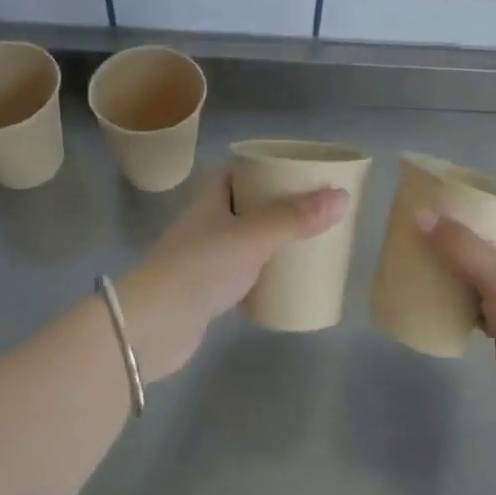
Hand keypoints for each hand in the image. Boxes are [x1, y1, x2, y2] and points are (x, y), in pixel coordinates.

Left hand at [118, 171, 349, 380]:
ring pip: (247, 241)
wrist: (153, 326)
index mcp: (212, 198)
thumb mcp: (254, 236)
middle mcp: (207, 223)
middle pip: (247, 206)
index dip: (266, 168)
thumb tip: (342, 197)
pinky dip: (266, 275)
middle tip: (316, 210)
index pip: (239, 172)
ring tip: (310, 243)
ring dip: (274, 241)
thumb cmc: (201, 267)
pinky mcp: (208, 292)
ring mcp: (206, 258)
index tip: (300, 172)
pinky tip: (288, 282)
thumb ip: (296, 218)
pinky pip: (245, 274)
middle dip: (279, 207)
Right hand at [416, 214, 495, 444]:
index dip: (467, 209)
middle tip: (409, 234)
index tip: (429, 204)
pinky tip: (426, 303)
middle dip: (449, 242)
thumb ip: (461, 246)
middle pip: (481, 249)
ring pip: (473, 280)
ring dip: (447, 274)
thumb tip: (420, 214)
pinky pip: (471, 311)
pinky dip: (451, 306)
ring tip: (410, 263)